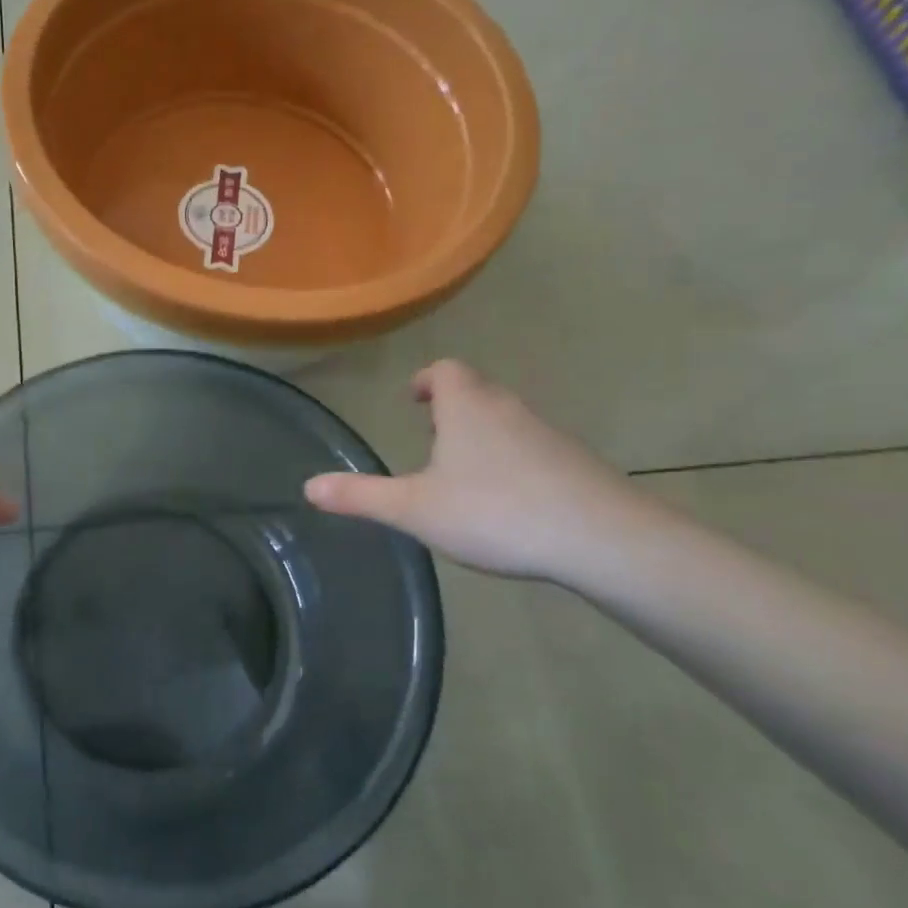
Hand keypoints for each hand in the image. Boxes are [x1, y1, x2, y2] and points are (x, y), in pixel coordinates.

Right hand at [303, 360, 653, 580]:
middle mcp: (507, 408)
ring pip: (505, 419)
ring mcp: (546, 433)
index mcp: (466, 407)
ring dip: (481, 433)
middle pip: (476, 390)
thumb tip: (307, 486)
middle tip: (430, 437)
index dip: (425, 379)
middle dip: (451, 407)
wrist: (599, 537)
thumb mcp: (415, 508)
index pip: (444, 370)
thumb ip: (360, 496)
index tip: (414, 399)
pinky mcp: (573, 462)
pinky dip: (510, 459)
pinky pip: (531, 447)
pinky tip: (505, 500)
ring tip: (461, 471)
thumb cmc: (494, 511)